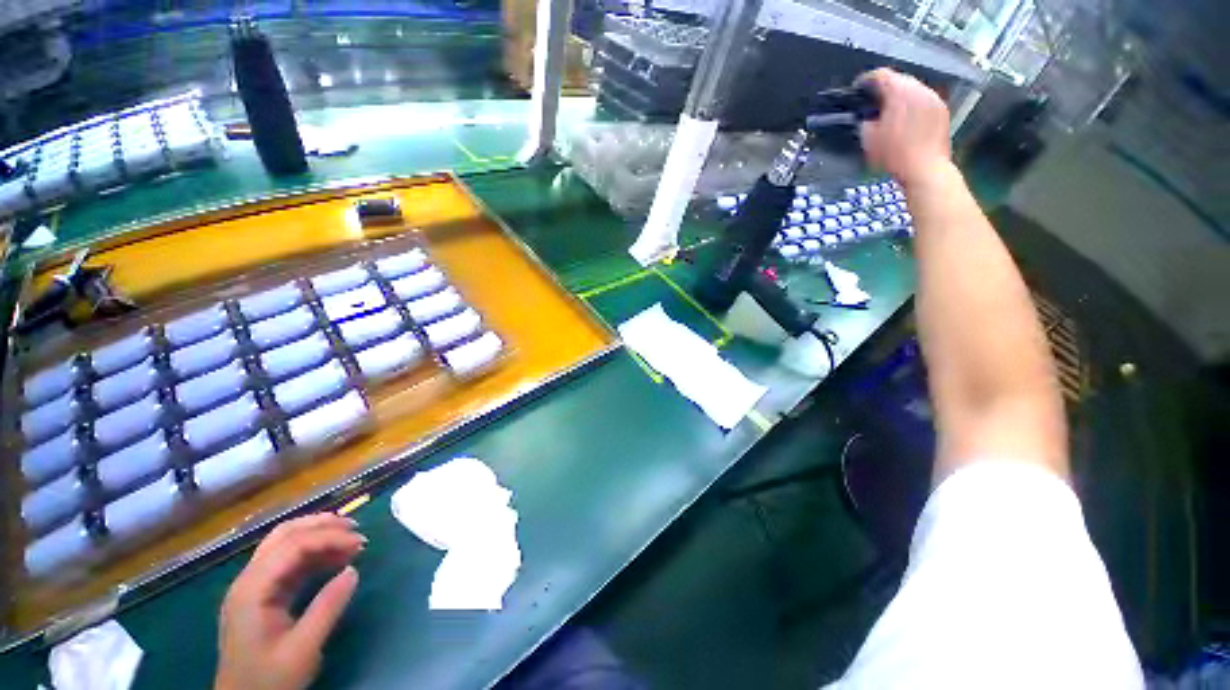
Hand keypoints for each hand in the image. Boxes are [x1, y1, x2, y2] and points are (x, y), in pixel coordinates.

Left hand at [215, 513, 364, 689]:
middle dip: (321, 525)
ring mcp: (253, 587)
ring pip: (284, 544)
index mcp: (252, 590)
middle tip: (355, 528)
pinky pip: (288, 562)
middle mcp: (248, 580)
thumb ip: (327, 608)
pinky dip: (313, 554)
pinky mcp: (262, 595)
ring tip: (350, 540)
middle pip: (283, 535)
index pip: (292, 546)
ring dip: (318, 535)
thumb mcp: (302, 649)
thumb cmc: (269, 680)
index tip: (361, 542)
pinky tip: (334, 559)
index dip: (329, 537)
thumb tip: (353, 570)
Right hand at [858, 68, 952, 187]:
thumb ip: (866, 121)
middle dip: (885, 88)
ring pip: (913, 89)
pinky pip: (924, 99)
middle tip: (874, 103)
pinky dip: (914, 105)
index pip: (880, 75)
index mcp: (898, 92)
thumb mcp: (869, 139)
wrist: (925, 168)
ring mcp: (933, 98)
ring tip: (891, 112)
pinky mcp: (942, 109)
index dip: (866, 81)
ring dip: (901, 97)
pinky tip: (907, 120)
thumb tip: (868, 116)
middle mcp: (918, 89)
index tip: (859, 89)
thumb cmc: (894, 155)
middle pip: (899, 79)